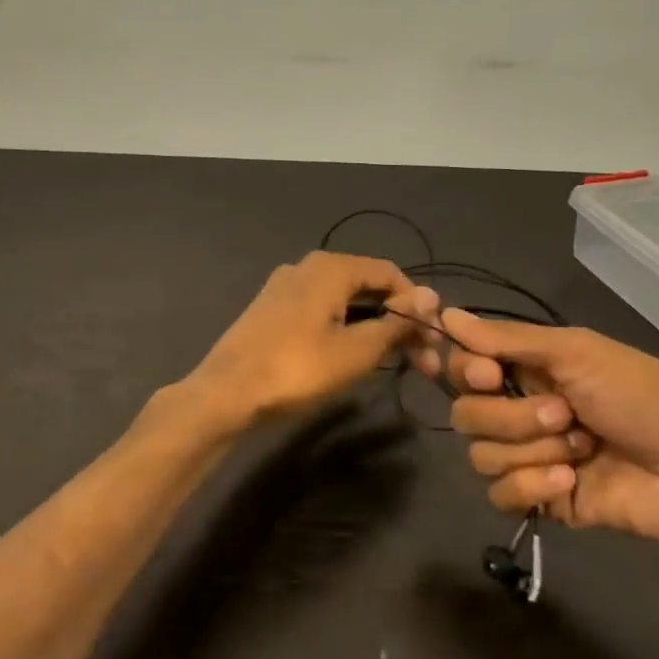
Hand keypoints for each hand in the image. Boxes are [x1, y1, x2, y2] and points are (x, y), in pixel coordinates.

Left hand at [185, 252, 421, 426]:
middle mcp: (308, 267)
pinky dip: (345, 328)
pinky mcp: (273, 310)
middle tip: (421, 359)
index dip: (416, 303)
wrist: (226, 392)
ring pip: (343, 300)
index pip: (390, 273)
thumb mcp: (356, 351)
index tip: (433, 339)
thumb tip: (431, 297)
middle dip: (397, 319)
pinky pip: (322, 310)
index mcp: (330, 267)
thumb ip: (395, 323)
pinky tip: (353, 355)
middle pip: (366, 286)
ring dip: (372, 327)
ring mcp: (286, 287)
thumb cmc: (297, 369)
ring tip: (393, 361)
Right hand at [430, 310, 658, 575]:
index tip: (489, 373)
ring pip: (481, 455)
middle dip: (513, 417)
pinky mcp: (541, 500)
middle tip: (564, 413)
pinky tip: (570, 481)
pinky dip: (532, 487)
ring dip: (532, 450)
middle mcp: (520, 409)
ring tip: (581, 449)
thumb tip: (445, 315)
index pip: (463, 368)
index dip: (466, 372)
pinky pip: (501, 495)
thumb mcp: (577, 352)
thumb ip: (507, 339)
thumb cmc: (643, 394)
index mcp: (527, 369)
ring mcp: (530, 457)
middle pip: (466, 414)